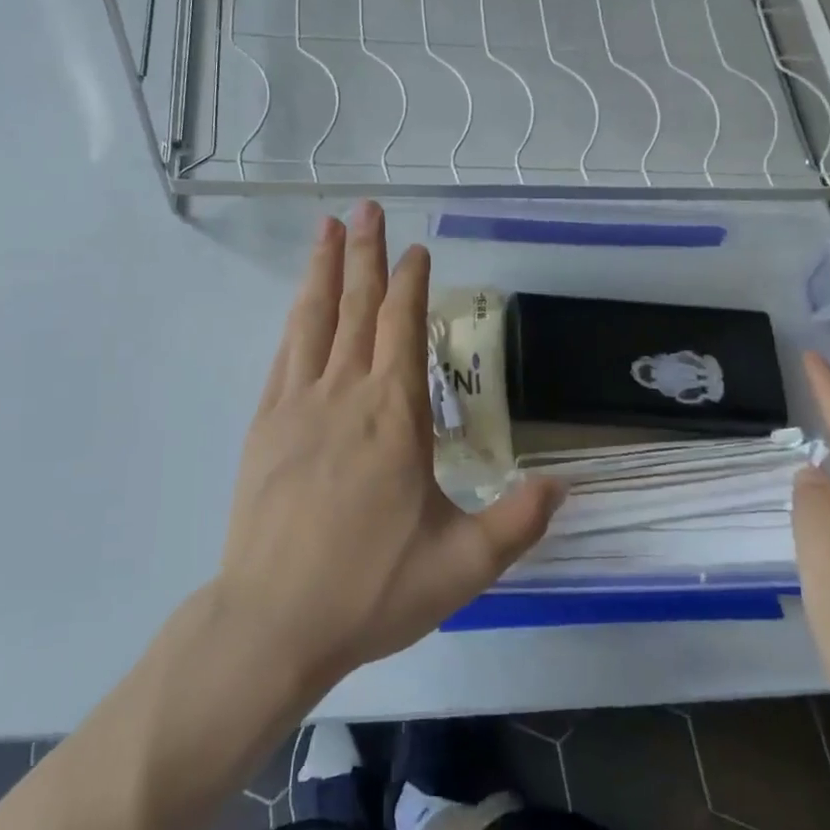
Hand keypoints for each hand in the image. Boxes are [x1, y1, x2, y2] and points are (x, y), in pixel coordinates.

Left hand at [214, 202, 561, 687]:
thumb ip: (518, 522)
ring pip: (315, 320)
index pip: (404, 327)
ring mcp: (298, 405)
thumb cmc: (371, 590)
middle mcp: (346, 395)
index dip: (410, 283)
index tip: (415, 250)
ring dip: (324, 270)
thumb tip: (564, 484)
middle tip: (367, 208)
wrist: (274, 621)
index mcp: (395, 417)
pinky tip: (300, 303)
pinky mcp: (266, 424)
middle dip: (365, 254)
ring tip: (327, 228)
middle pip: (358, 308)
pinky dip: (296, 319)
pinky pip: (284, 355)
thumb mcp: (463, 566)